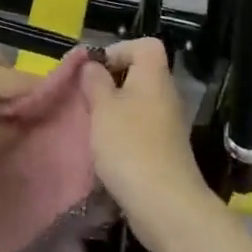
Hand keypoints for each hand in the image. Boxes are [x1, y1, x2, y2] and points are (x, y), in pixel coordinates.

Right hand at [83, 39, 211, 250]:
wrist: (165, 205)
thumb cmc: (130, 146)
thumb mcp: (103, 107)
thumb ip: (95, 81)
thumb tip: (92, 65)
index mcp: (154, 77)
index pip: (145, 45)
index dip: (119, 49)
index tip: (94, 70)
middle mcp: (165, 96)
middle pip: (138, 75)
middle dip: (109, 83)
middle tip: (85, 98)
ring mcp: (167, 126)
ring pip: (136, 105)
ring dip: (112, 112)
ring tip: (89, 125)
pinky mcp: (163, 152)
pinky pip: (139, 130)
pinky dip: (121, 135)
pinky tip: (103, 150)